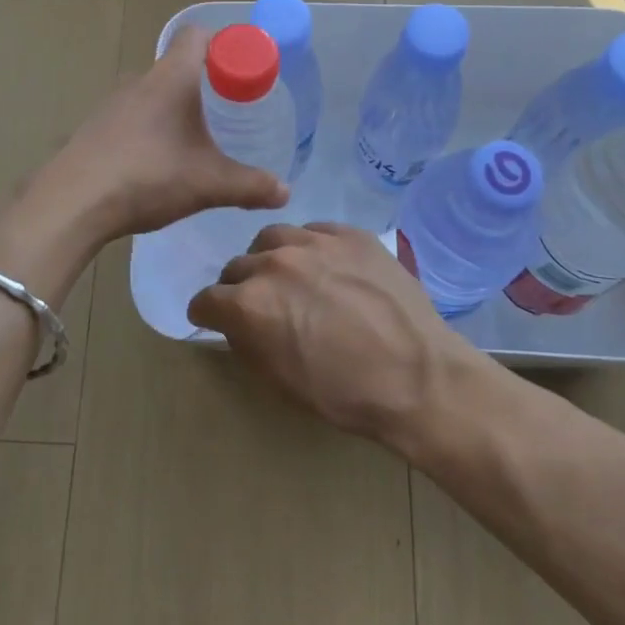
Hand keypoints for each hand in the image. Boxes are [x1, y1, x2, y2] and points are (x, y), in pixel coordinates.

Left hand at [44, 25, 289, 243]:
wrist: (72, 203)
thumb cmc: (148, 177)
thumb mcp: (208, 183)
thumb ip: (250, 186)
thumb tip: (285, 192)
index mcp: (170, 78)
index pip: (196, 35)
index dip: (223, 43)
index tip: (243, 68)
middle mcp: (139, 80)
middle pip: (177, 65)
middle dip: (205, 82)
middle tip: (230, 109)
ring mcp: (112, 104)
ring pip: (153, 92)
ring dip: (175, 107)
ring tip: (196, 138)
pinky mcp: (95, 128)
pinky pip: (132, 116)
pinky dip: (151, 128)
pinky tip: (158, 161)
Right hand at [187, 222, 486, 448]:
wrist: (418, 376)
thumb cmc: (344, 393)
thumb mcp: (279, 382)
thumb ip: (246, 343)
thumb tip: (234, 323)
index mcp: (248, 303)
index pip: (207, 299)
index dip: (209, 313)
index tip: (216, 320)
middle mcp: (274, 262)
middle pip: (237, 266)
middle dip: (240, 286)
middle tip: (261, 305)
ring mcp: (315, 241)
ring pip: (273, 238)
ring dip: (272, 258)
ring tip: (291, 277)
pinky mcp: (350, 234)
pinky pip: (316, 231)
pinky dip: (311, 248)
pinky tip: (327, 267)